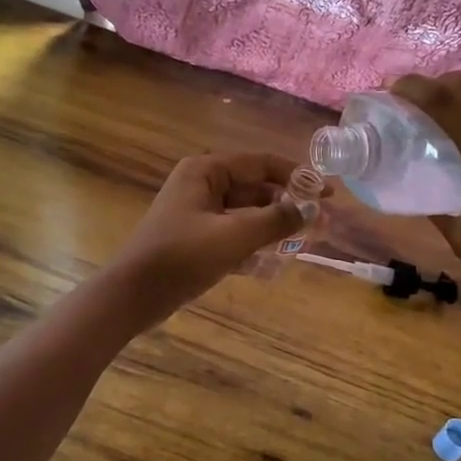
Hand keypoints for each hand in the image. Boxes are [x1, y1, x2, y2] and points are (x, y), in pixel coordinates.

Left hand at [99, 153, 311, 326]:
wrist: (132, 296)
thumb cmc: (181, 257)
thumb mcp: (234, 236)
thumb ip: (276, 220)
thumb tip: (314, 209)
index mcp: (206, 171)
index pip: (262, 164)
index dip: (298, 177)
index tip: (328, 194)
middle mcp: (202, 185)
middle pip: (256, 189)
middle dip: (288, 206)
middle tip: (322, 224)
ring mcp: (197, 213)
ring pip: (246, 214)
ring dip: (274, 227)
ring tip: (305, 243)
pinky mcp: (196, 240)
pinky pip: (234, 235)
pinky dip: (254, 245)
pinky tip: (275, 264)